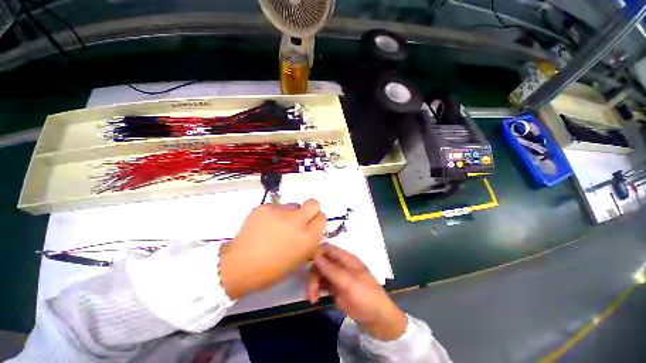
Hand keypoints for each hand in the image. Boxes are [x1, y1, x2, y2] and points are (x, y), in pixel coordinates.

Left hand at [219, 199, 326, 299]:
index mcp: (307, 239)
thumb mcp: (298, 259)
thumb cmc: (271, 270)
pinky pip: (277, 206)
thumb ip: (309, 241)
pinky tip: (265, 225)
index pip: (322, 218)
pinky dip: (275, 214)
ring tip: (277, 225)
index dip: (317, 220)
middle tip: (300, 218)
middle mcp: (297, 222)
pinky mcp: (265, 207)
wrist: (240, 266)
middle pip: (313, 203)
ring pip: (293, 204)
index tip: (310, 225)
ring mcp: (280, 212)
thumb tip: (311, 229)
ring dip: (290, 213)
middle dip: (310, 209)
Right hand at [307, 243, 406, 340]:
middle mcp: (340, 265)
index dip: (317, 252)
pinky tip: (314, 300)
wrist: (378, 319)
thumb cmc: (366, 296)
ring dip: (313, 284)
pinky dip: (316, 290)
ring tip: (312, 298)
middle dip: (314, 274)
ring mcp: (337, 277)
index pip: (328, 248)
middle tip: (311, 290)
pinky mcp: (335, 288)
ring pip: (320, 274)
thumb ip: (332, 270)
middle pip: (321, 262)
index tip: (306, 262)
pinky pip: (322, 285)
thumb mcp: (349, 283)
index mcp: (346, 259)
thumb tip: (316, 257)